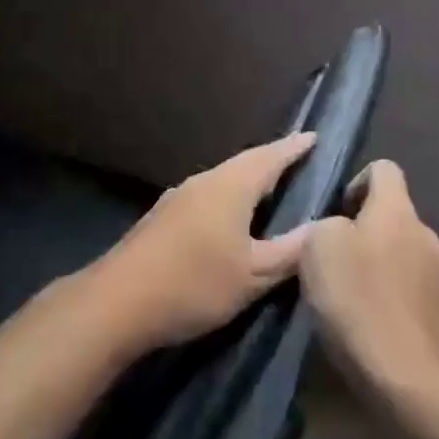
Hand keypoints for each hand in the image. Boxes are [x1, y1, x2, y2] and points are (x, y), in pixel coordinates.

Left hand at [85, 131, 318, 353]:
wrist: (117, 301)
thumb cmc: (194, 284)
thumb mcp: (252, 275)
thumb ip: (289, 252)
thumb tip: (321, 230)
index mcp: (230, 186)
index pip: (269, 157)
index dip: (293, 148)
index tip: (313, 137)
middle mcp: (204, 181)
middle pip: (244, 164)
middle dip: (271, 161)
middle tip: (296, 161)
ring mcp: (178, 197)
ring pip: (222, 180)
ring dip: (247, 180)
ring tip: (269, 188)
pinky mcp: (162, 217)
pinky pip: (206, 196)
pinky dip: (227, 198)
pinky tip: (228, 217)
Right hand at [300, 160, 438, 400]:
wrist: (403, 377)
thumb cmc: (356, 298)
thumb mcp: (317, 246)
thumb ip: (327, 223)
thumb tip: (340, 228)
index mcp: (398, 210)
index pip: (384, 169)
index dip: (357, 181)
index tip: (336, 211)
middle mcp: (426, 234)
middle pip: (393, 214)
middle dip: (365, 227)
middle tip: (335, 256)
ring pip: (403, 252)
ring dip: (381, 262)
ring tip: (352, 292)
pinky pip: (411, 288)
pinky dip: (393, 295)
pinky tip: (371, 319)